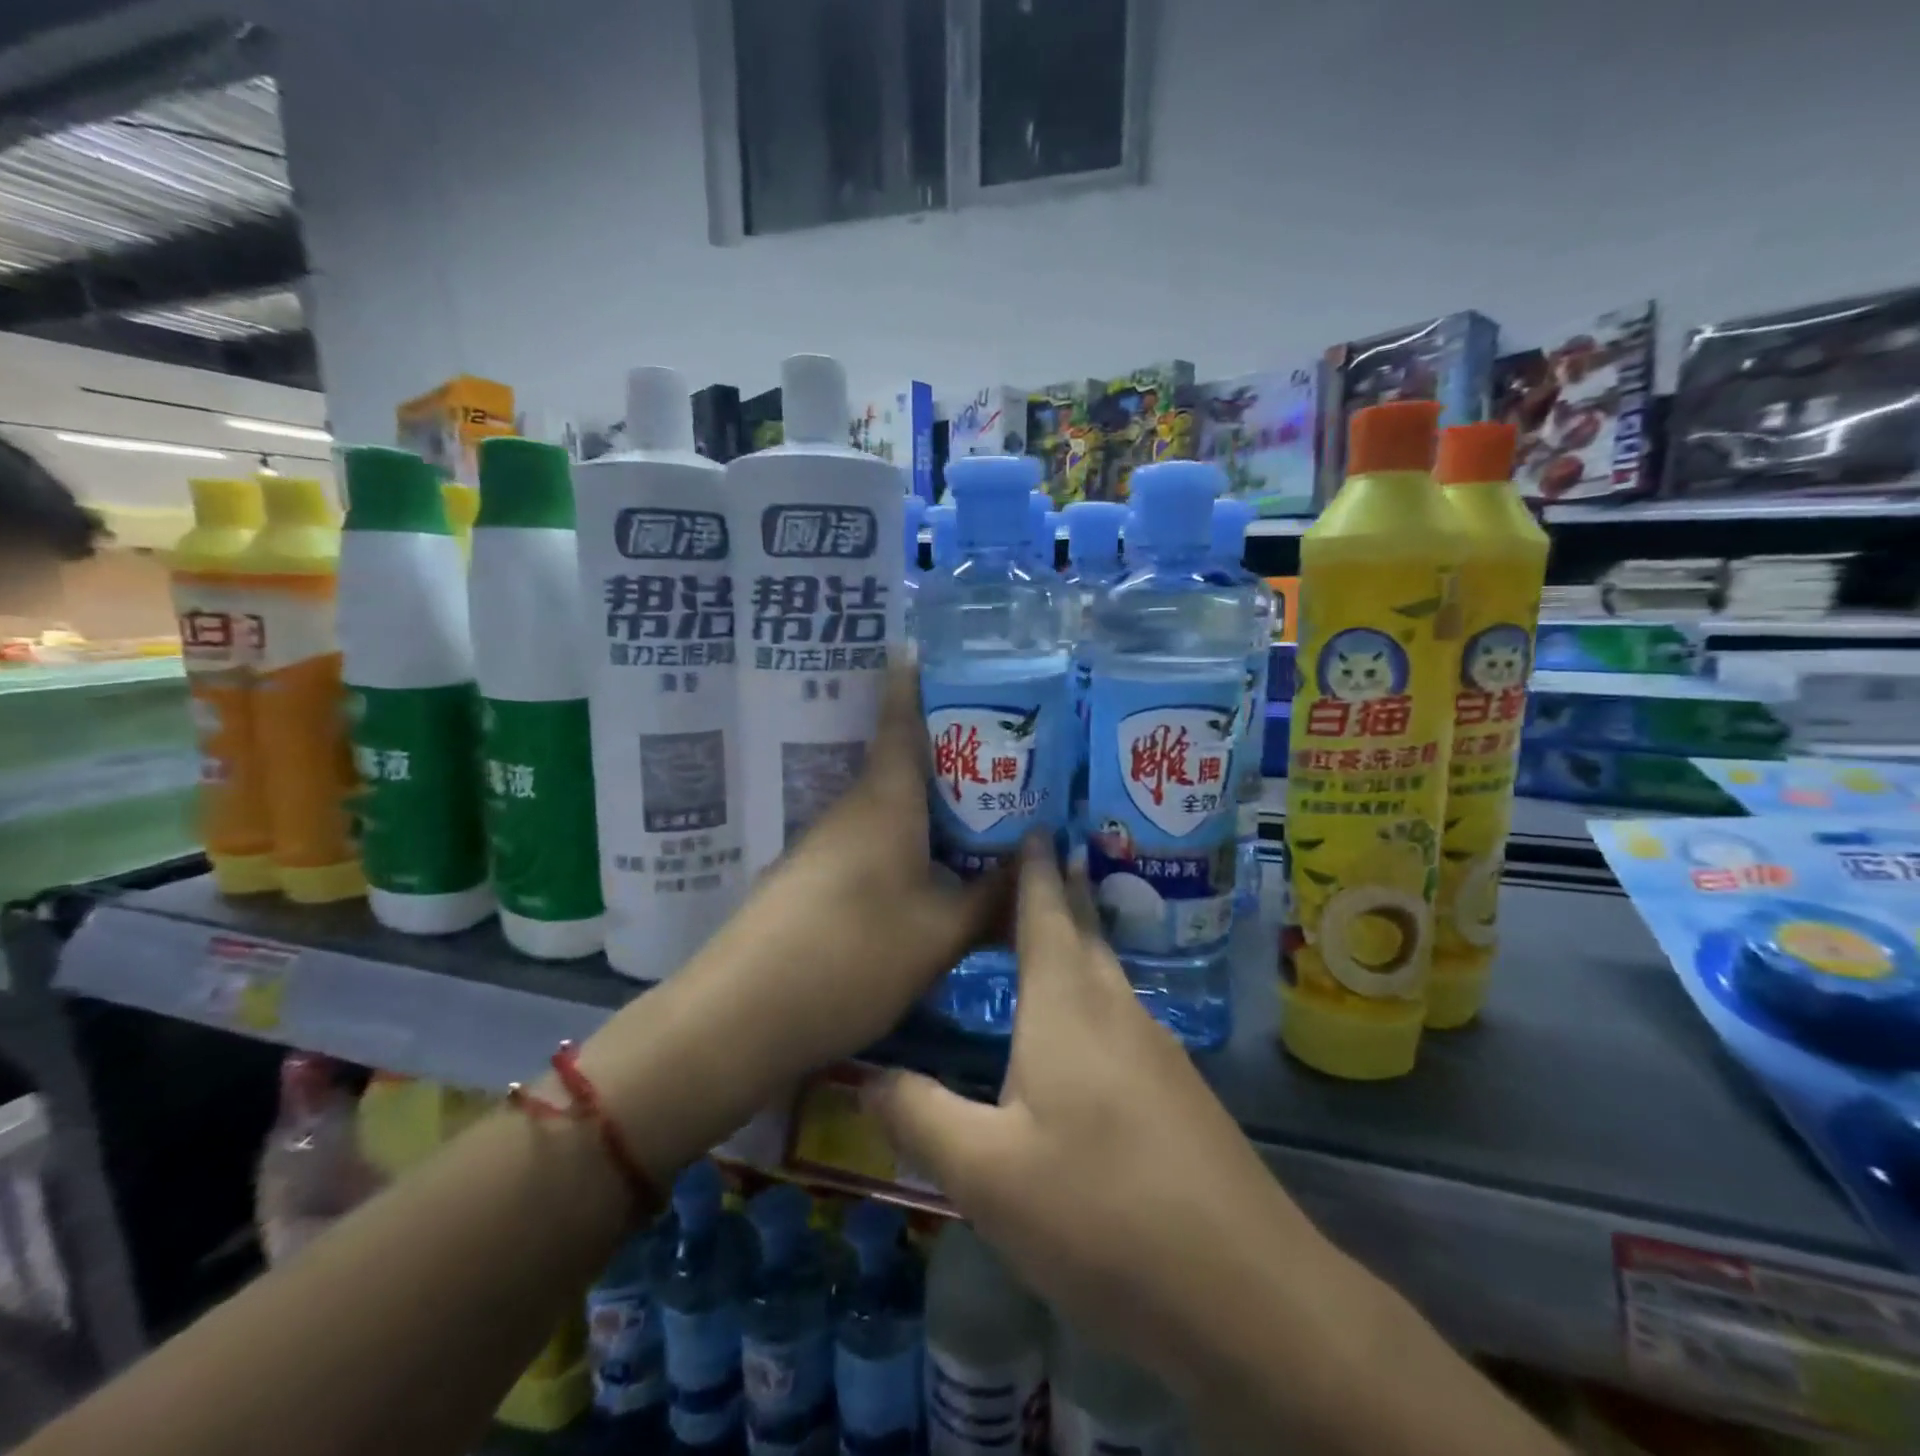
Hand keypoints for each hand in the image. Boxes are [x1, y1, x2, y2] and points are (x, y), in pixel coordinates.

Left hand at [693, 663, 1011, 1079]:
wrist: (742, 1017)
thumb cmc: (852, 956)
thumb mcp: (940, 933)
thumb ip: (993, 898)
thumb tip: (1039, 862)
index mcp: (885, 801)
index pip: (900, 720)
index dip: (913, 681)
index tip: (924, 644)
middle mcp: (853, 810)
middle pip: (903, 764)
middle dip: (951, 754)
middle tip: (1008, 753)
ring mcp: (827, 846)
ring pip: (891, 809)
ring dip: (933, 806)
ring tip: (987, 814)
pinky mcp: (814, 881)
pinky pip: (874, 844)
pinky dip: (909, 844)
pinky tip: (937, 871)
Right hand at [868, 839, 1332, 1396]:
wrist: (1245, 1290)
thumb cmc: (1101, 1212)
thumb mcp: (986, 1174)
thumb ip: (919, 1116)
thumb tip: (864, 1074)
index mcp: (1067, 1004)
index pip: (1045, 909)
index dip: (1033, 865)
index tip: (1028, 820)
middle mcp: (1115, 1007)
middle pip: (1081, 928)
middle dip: (1054, 889)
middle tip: (1025, 856)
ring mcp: (1154, 1046)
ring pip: (1104, 970)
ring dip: (1074, 937)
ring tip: (1040, 927)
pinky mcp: (1175, 1088)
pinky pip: (1119, 1010)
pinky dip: (1089, 988)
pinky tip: (1076, 1022)